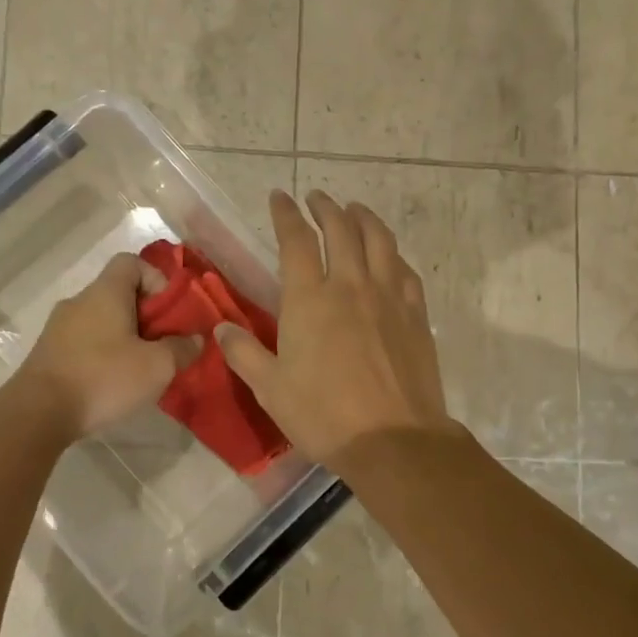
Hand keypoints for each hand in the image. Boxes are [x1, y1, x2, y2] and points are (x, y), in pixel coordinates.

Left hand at [15, 253, 201, 440]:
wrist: (37, 413)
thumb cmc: (103, 378)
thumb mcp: (157, 366)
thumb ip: (182, 349)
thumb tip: (195, 340)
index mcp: (105, 292)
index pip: (131, 262)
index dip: (156, 279)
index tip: (169, 312)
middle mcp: (79, 301)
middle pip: (118, 293)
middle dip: (145, 316)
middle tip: (162, 346)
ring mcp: (58, 327)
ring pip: (100, 320)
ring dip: (123, 337)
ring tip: (139, 369)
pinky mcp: (47, 353)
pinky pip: (83, 342)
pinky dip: (101, 355)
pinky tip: (110, 384)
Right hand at [218, 190, 455, 469]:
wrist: (393, 439)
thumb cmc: (324, 415)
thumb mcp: (271, 389)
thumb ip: (244, 353)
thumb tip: (221, 328)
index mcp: (310, 299)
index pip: (296, 240)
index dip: (286, 214)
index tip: (279, 197)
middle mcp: (350, 286)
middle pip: (341, 229)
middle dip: (326, 207)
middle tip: (317, 198)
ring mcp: (388, 297)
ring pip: (379, 240)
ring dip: (364, 218)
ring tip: (355, 210)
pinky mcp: (416, 314)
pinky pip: (404, 270)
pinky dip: (393, 253)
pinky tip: (389, 256)